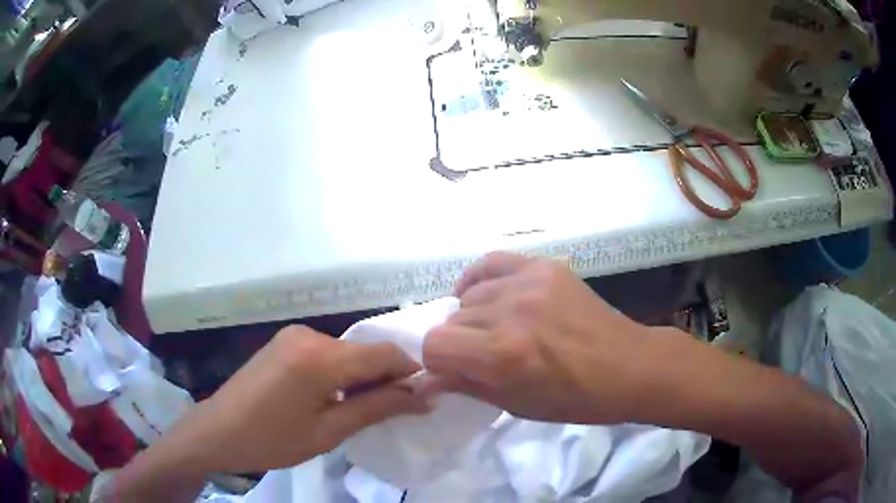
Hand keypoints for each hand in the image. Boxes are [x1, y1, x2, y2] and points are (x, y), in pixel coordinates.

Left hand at [157, 327, 427, 472]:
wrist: (217, 431)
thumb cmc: (271, 440)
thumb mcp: (328, 432)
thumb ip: (376, 408)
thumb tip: (421, 397)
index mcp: (319, 357)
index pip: (383, 354)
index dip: (409, 373)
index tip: (422, 398)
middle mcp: (309, 334)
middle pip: (365, 351)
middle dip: (385, 377)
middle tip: (394, 410)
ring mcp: (294, 335)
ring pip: (346, 352)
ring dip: (362, 376)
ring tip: (361, 408)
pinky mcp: (285, 341)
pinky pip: (326, 352)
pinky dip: (340, 372)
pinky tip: (333, 396)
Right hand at [423, 252, 650, 423]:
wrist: (627, 366)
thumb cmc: (575, 399)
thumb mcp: (516, 405)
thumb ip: (465, 386)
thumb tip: (424, 379)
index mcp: (502, 354)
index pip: (435, 345)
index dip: (438, 361)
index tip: (452, 369)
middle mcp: (509, 312)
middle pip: (451, 320)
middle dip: (459, 342)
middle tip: (483, 354)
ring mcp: (528, 282)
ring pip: (470, 296)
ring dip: (475, 316)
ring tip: (499, 327)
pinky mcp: (544, 266)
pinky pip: (492, 263)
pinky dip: (481, 280)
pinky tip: (488, 293)